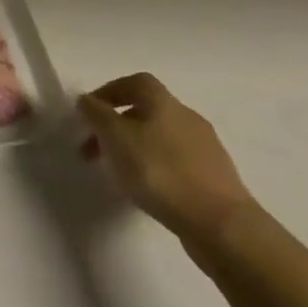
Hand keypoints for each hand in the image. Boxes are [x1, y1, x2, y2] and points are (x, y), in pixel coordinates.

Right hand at [78, 73, 254, 245]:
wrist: (221, 224)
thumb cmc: (161, 172)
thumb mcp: (116, 138)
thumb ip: (97, 115)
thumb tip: (87, 100)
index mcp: (164, 101)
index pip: (134, 82)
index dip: (109, 92)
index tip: (88, 113)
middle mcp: (187, 116)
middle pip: (146, 110)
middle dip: (116, 126)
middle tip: (94, 150)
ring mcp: (205, 147)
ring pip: (160, 137)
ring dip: (135, 148)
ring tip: (119, 174)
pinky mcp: (215, 177)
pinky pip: (176, 162)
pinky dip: (156, 168)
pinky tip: (149, 191)